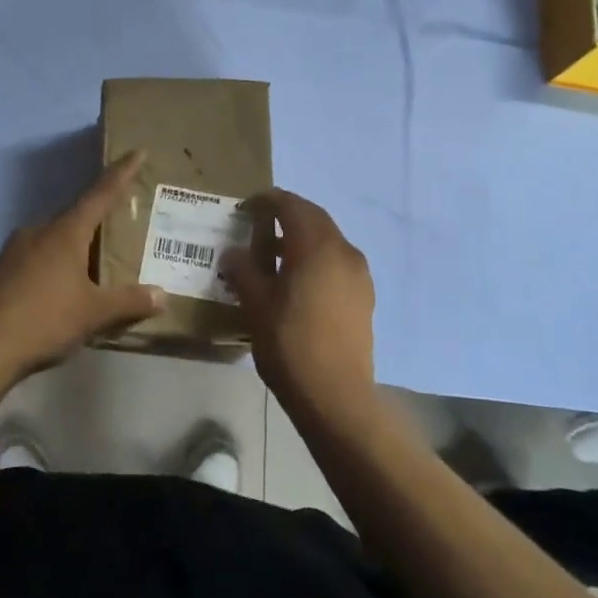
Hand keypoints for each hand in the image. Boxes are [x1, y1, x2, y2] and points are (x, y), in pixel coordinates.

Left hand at [0, 151, 166, 381]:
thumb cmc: (44, 321)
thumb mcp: (94, 314)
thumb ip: (129, 302)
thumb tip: (162, 295)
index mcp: (65, 232)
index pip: (100, 194)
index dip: (120, 173)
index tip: (136, 152)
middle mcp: (38, 231)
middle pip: (75, 218)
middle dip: (97, 221)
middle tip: (119, 227)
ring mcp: (13, 250)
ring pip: (53, 240)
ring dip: (73, 247)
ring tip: (92, 267)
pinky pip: (35, 258)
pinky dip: (53, 265)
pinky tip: (59, 290)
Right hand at [219, 189, 375, 420]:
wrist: (336, 396)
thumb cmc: (290, 344)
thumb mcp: (255, 304)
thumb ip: (243, 270)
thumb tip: (233, 253)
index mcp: (316, 246)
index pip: (290, 205)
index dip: (266, 202)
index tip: (245, 208)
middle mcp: (343, 250)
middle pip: (313, 217)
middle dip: (286, 215)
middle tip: (258, 227)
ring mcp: (359, 274)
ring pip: (328, 239)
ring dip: (302, 238)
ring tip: (275, 256)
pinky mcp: (365, 296)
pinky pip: (338, 261)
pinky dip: (317, 258)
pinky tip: (299, 281)